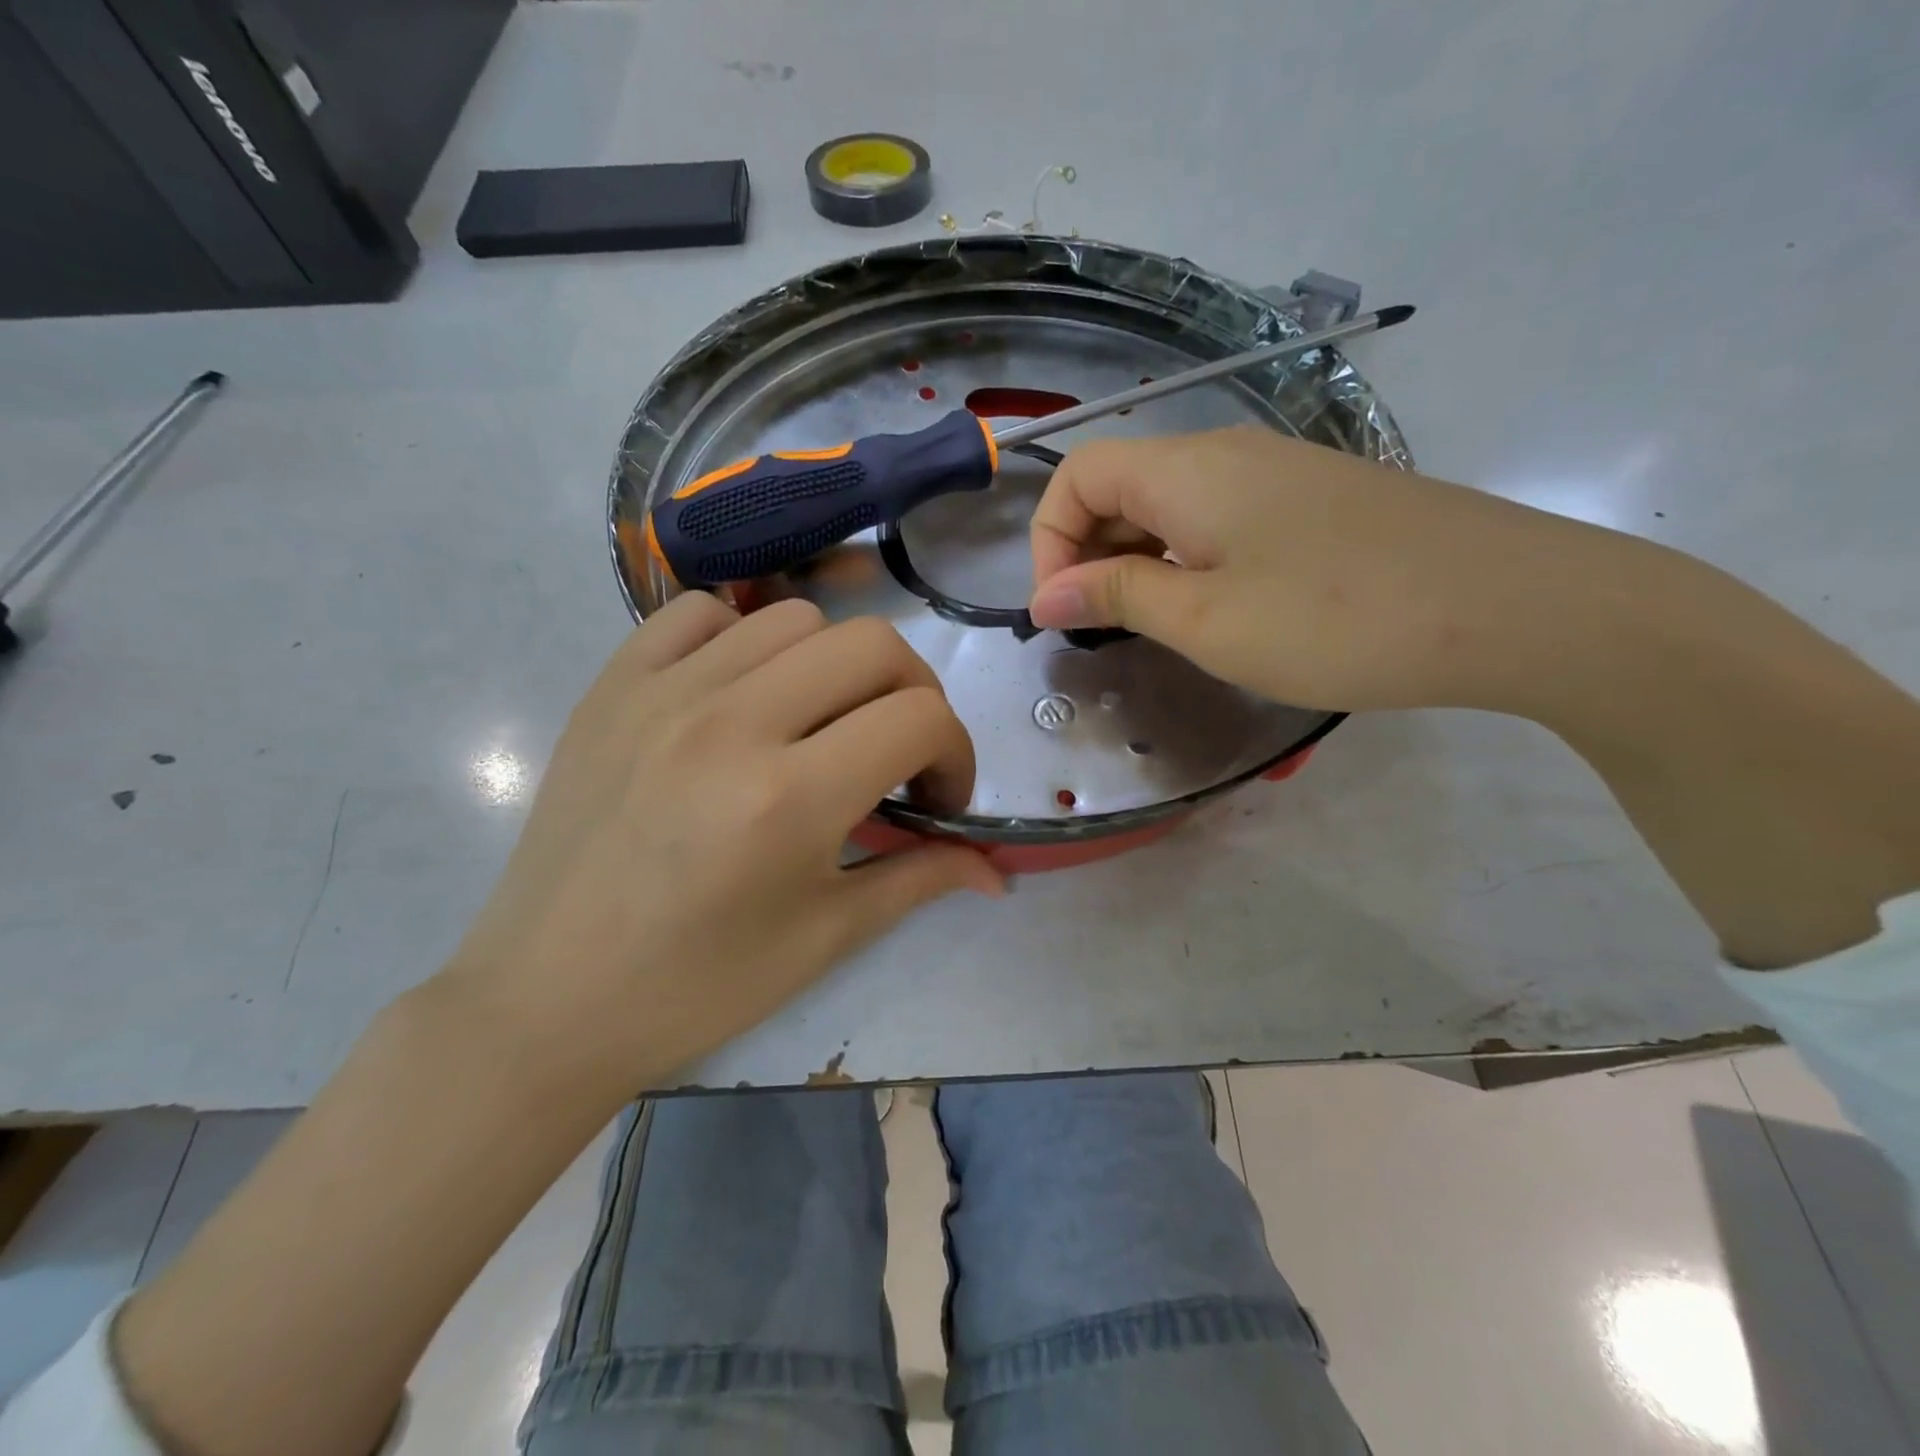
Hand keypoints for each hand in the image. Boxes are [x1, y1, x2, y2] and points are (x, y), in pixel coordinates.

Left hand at [443, 594, 1002, 1101]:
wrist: (546, 1002)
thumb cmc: (696, 985)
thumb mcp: (824, 938)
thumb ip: (921, 879)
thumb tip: (997, 868)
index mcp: (789, 798)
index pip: (920, 720)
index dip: (956, 754)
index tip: (935, 798)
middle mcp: (731, 723)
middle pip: (872, 645)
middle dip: (913, 694)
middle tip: (896, 751)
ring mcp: (663, 693)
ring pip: (795, 619)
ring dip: (835, 668)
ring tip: (818, 725)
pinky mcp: (612, 686)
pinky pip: (698, 613)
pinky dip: (742, 638)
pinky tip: (742, 695)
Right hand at [1027, 426, 1591, 713]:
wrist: (1516, 606)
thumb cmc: (1337, 619)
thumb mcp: (1206, 619)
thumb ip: (1116, 597)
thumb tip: (1045, 597)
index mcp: (1187, 470)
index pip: (1077, 473)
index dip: (1048, 540)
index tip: (1061, 612)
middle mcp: (1227, 454)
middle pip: (1121, 484)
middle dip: (1088, 553)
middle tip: (1102, 631)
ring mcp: (1278, 474)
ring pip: (1172, 505)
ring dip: (1138, 560)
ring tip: (1153, 628)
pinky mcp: (1315, 503)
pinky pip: (1221, 520)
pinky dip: (1189, 560)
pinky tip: (1216, 609)